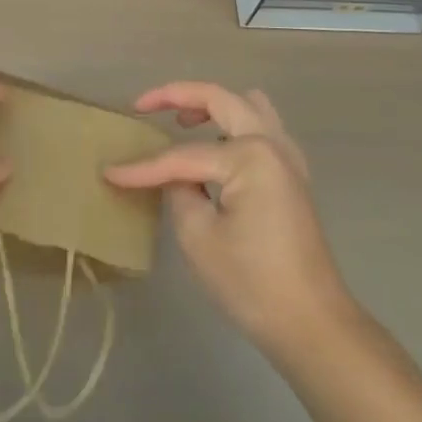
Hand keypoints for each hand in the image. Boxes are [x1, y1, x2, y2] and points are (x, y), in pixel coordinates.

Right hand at [105, 82, 356, 361]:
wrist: (312, 325)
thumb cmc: (252, 283)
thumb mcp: (199, 237)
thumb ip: (179, 192)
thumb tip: (174, 177)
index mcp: (250, 155)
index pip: (184, 156)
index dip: (143, 167)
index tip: (109, 172)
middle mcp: (272, 143)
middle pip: (222, 99)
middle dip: (179, 96)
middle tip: (143, 105)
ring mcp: (287, 158)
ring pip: (248, 106)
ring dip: (213, 104)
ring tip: (182, 121)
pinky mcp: (292, 176)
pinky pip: (261, 129)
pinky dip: (234, 125)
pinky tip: (215, 146)